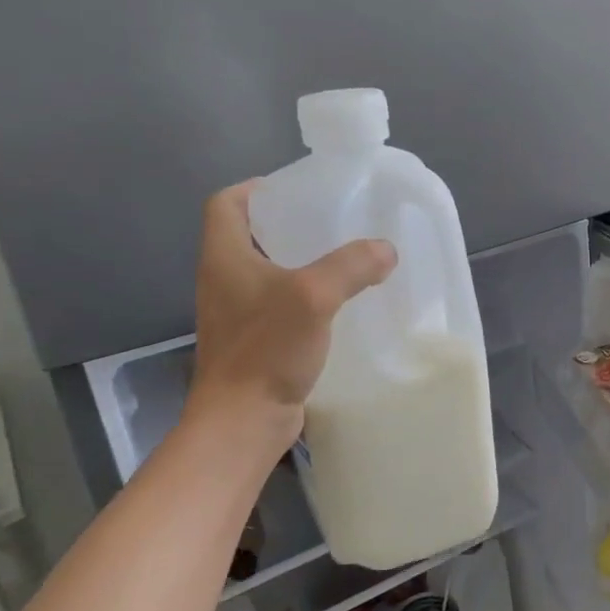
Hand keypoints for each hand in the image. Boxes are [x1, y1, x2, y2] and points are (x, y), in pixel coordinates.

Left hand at [186, 184, 395, 454]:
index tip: (298, 191)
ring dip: (302, 261)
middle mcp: (224, 280)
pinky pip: (280, 304)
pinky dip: (307, 296)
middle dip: (290, 224)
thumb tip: (385, 250)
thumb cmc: (267, 350)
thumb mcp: (313, 296)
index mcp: (225, 257)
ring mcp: (237, 314)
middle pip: (250, 235)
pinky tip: (340, 304)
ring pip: (269, 271)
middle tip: (334, 221)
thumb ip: (351, 266)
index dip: (257, 189)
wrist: (243, 421)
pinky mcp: (255, 341)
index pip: (227, 204)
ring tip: (345, 259)